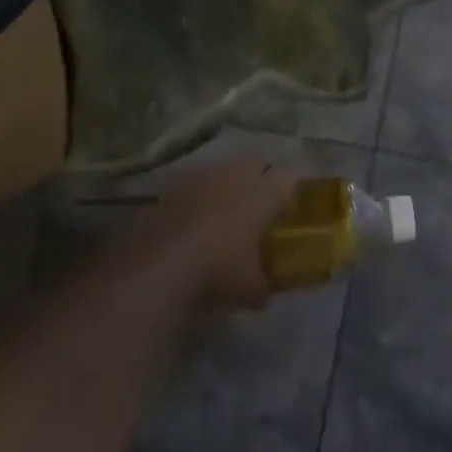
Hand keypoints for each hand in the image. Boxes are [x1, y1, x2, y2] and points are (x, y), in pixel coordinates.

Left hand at [140, 155, 299, 309]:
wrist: (160, 265)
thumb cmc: (218, 271)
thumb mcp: (250, 289)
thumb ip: (264, 284)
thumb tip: (266, 290)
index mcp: (263, 193)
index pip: (290, 175)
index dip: (292, 187)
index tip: (289, 203)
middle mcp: (236, 173)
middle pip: (257, 161)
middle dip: (260, 176)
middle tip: (257, 204)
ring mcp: (203, 174)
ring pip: (224, 167)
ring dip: (226, 183)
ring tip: (221, 210)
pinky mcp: (173, 182)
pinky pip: (194, 180)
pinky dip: (197, 194)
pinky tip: (191, 217)